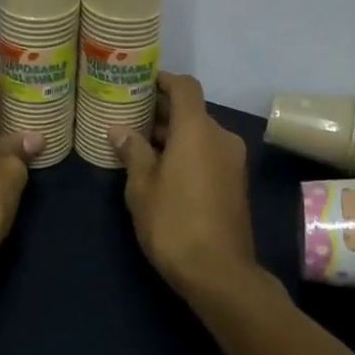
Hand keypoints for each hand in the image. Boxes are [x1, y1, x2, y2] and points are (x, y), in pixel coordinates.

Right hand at [111, 73, 259, 301]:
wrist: (220, 273)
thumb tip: (118, 128)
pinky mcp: (236, 183)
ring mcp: (233, 161)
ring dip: (175, 135)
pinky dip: (189, 152)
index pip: (185, 87)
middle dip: (163, 111)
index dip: (163, 80)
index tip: (140, 83)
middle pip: (192, 111)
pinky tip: (163, 170)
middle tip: (131, 117)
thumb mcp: (142, 186)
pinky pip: (209, 153)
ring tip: (142, 146)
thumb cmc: (174, 223)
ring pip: (201, 134)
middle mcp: (221, 137)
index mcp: (198, 130)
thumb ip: (132, 151)